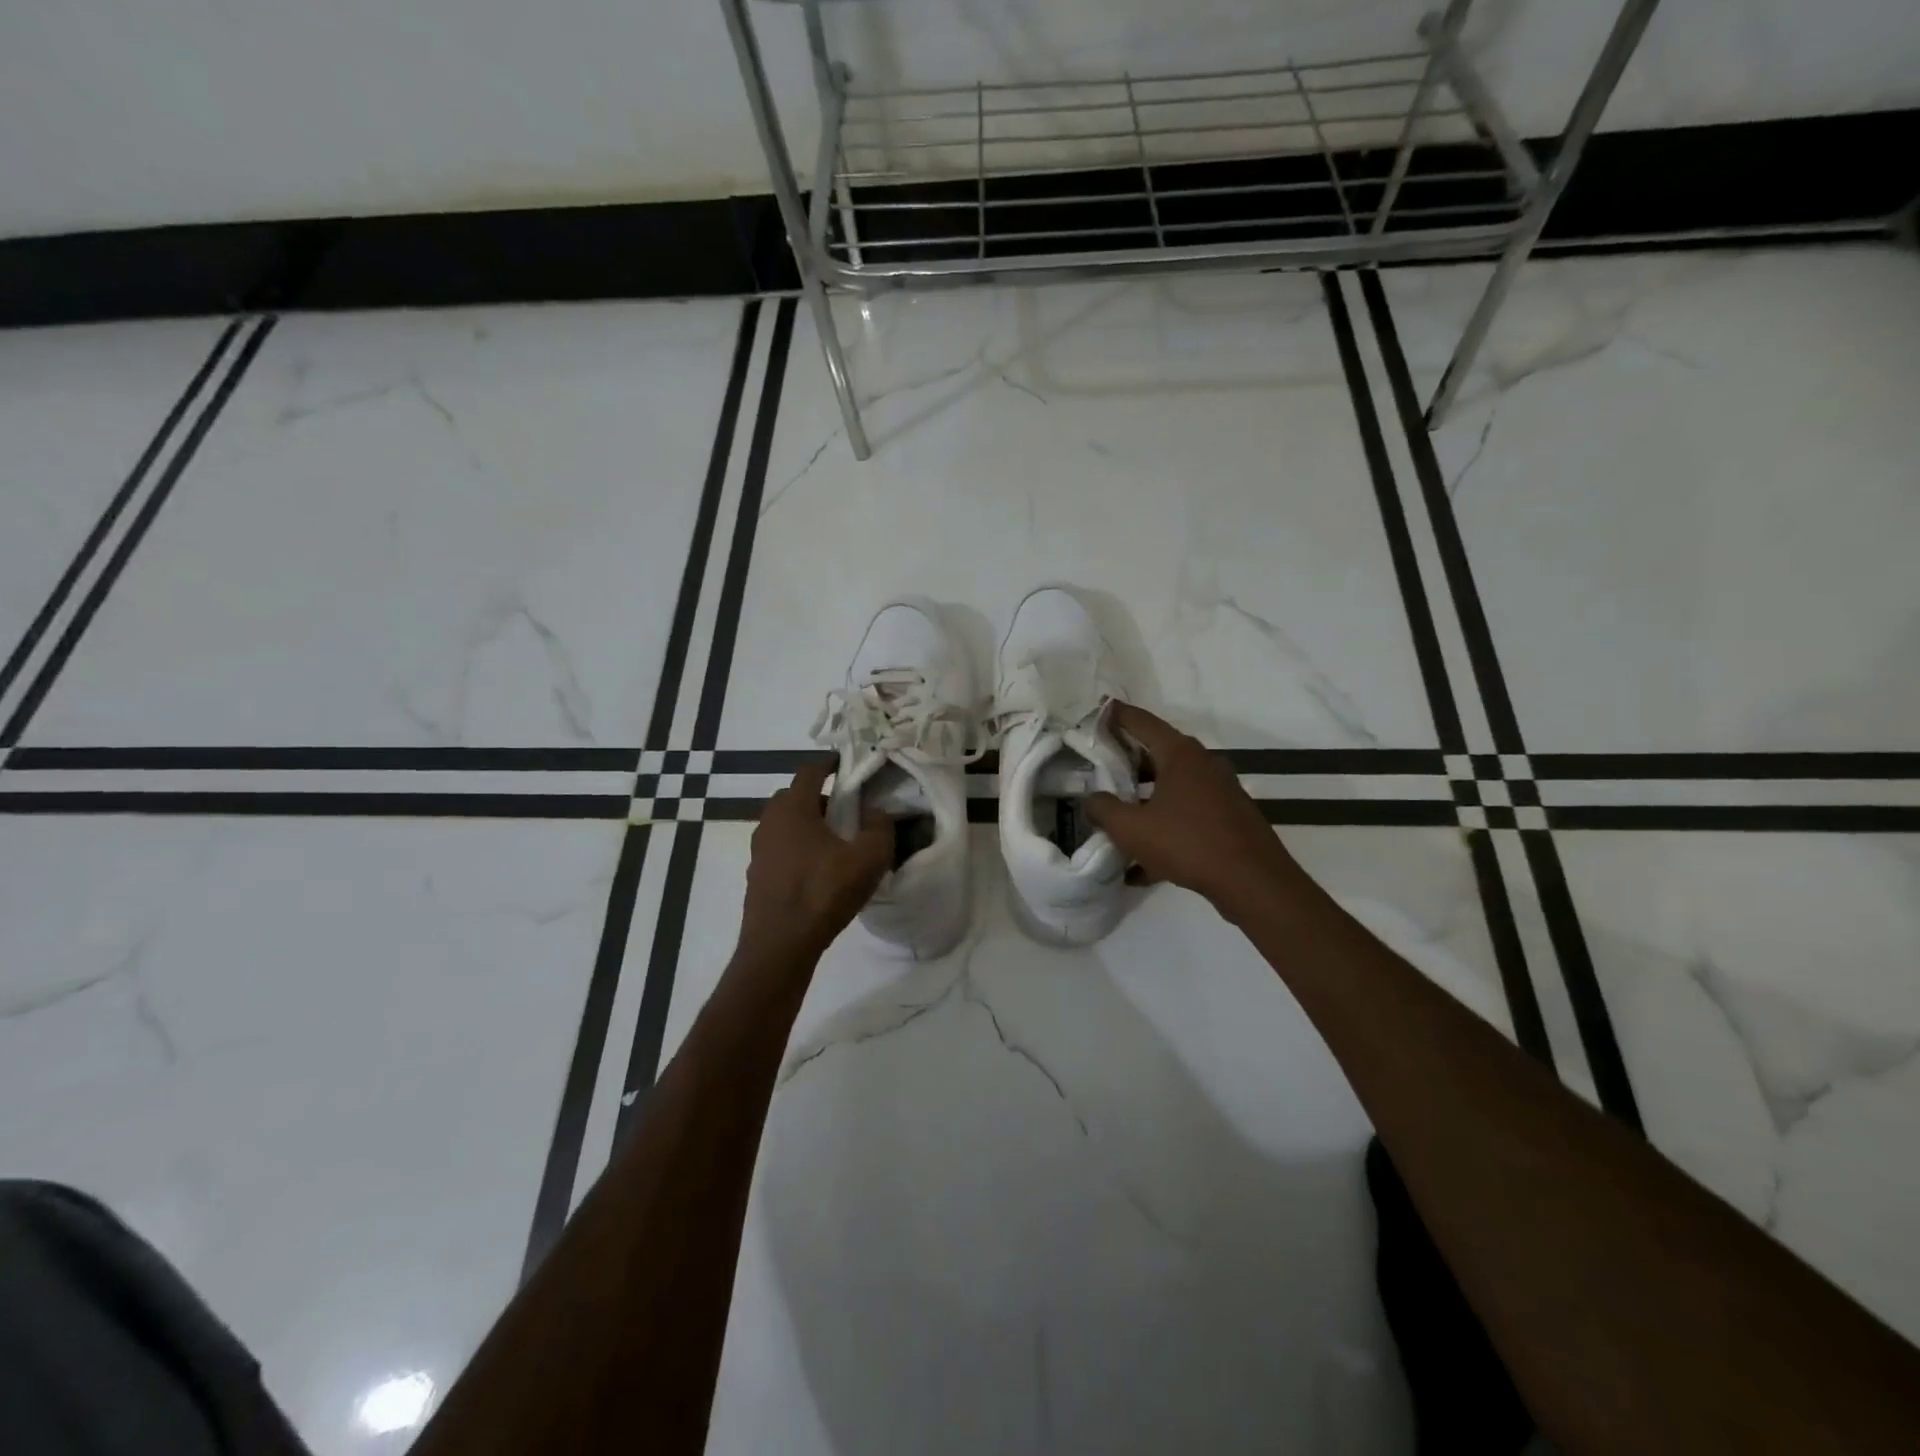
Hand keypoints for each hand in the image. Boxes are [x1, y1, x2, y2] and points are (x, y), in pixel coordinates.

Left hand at [739, 761, 892, 963]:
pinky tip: (817, 871)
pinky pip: (780, 849)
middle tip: (844, 809)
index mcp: (793, 808)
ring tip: (834, 842)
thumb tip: (876, 813)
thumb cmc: (824, 893)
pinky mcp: (757, 876)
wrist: (780, 945)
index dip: (829, 764)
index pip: (809, 771)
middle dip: (818, 797)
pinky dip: (797, 849)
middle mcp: (769, 822)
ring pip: (785, 824)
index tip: (845, 764)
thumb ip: (879, 827)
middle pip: (793, 797)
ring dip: (807, 825)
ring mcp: (758, 850)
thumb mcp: (869, 858)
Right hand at [1085, 702, 1295, 919]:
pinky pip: (1187, 813)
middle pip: (1157, 752)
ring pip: (1172, 785)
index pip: (1141, 722)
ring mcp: (1220, 790)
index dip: (1115, 715)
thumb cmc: (1188, 843)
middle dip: (1126, 760)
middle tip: (1098, 768)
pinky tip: (1142, 865)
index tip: (1096, 710)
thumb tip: (1091, 799)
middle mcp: (1203, 764)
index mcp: (1180, 754)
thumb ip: (1103, 809)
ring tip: (1118, 815)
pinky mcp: (1228, 817)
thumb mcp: (1132, 829)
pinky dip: (1164, 825)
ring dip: (1144, 796)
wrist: (1254, 882)